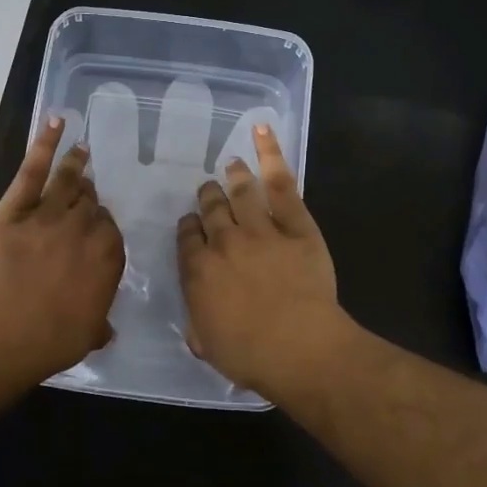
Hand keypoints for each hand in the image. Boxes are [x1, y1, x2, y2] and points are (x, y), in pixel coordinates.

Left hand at [0, 116, 125, 378]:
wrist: (9, 329)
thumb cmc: (54, 338)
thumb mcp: (88, 335)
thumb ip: (99, 324)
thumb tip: (105, 330)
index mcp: (108, 256)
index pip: (110, 231)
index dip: (101, 228)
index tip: (96, 229)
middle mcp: (84, 228)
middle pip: (90, 204)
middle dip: (89, 199)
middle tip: (86, 194)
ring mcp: (50, 213)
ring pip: (68, 182)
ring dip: (76, 164)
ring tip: (81, 150)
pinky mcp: (17, 208)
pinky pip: (34, 170)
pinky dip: (45, 143)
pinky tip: (56, 122)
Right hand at [177, 125, 349, 399]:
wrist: (298, 347)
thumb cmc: (250, 355)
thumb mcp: (208, 346)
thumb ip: (197, 325)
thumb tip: (196, 320)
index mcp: (198, 271)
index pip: (187, 237)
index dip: (189, 227)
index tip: (192, 223)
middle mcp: (223, 242)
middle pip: (211, 209)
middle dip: (208, 197)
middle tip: (209, 191)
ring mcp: (260, 229)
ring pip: (240, 192)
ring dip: (233, 176)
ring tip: (231, 163)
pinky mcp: (296, 224)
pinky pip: (281, 183)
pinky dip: (270, 154)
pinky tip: (262, 131)